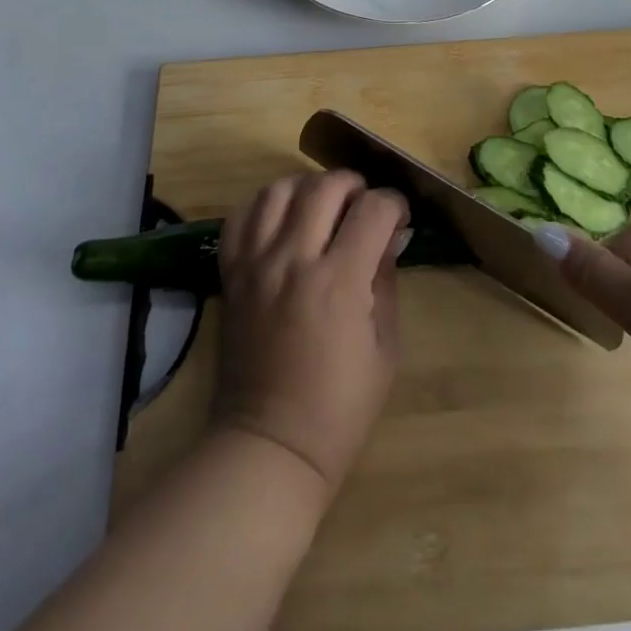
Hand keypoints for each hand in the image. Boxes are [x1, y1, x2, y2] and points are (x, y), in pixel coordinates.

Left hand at [213, 171, 407, 494]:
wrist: (271, 445)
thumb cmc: (340, 407)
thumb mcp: (385, 347)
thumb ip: (386, 280)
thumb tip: (389, 235)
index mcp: (340, 282)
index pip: (373, 209)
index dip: (394, 203)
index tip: (399, 215)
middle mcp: (295, 260)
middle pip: (325, 186)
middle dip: (355, 185)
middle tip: (364, 205)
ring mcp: (257, 263)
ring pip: (279, 190)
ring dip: (308, 187)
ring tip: (322, 205)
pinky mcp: (231, 273)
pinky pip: (241, 216)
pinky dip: (264, 204)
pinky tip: (282, 217)